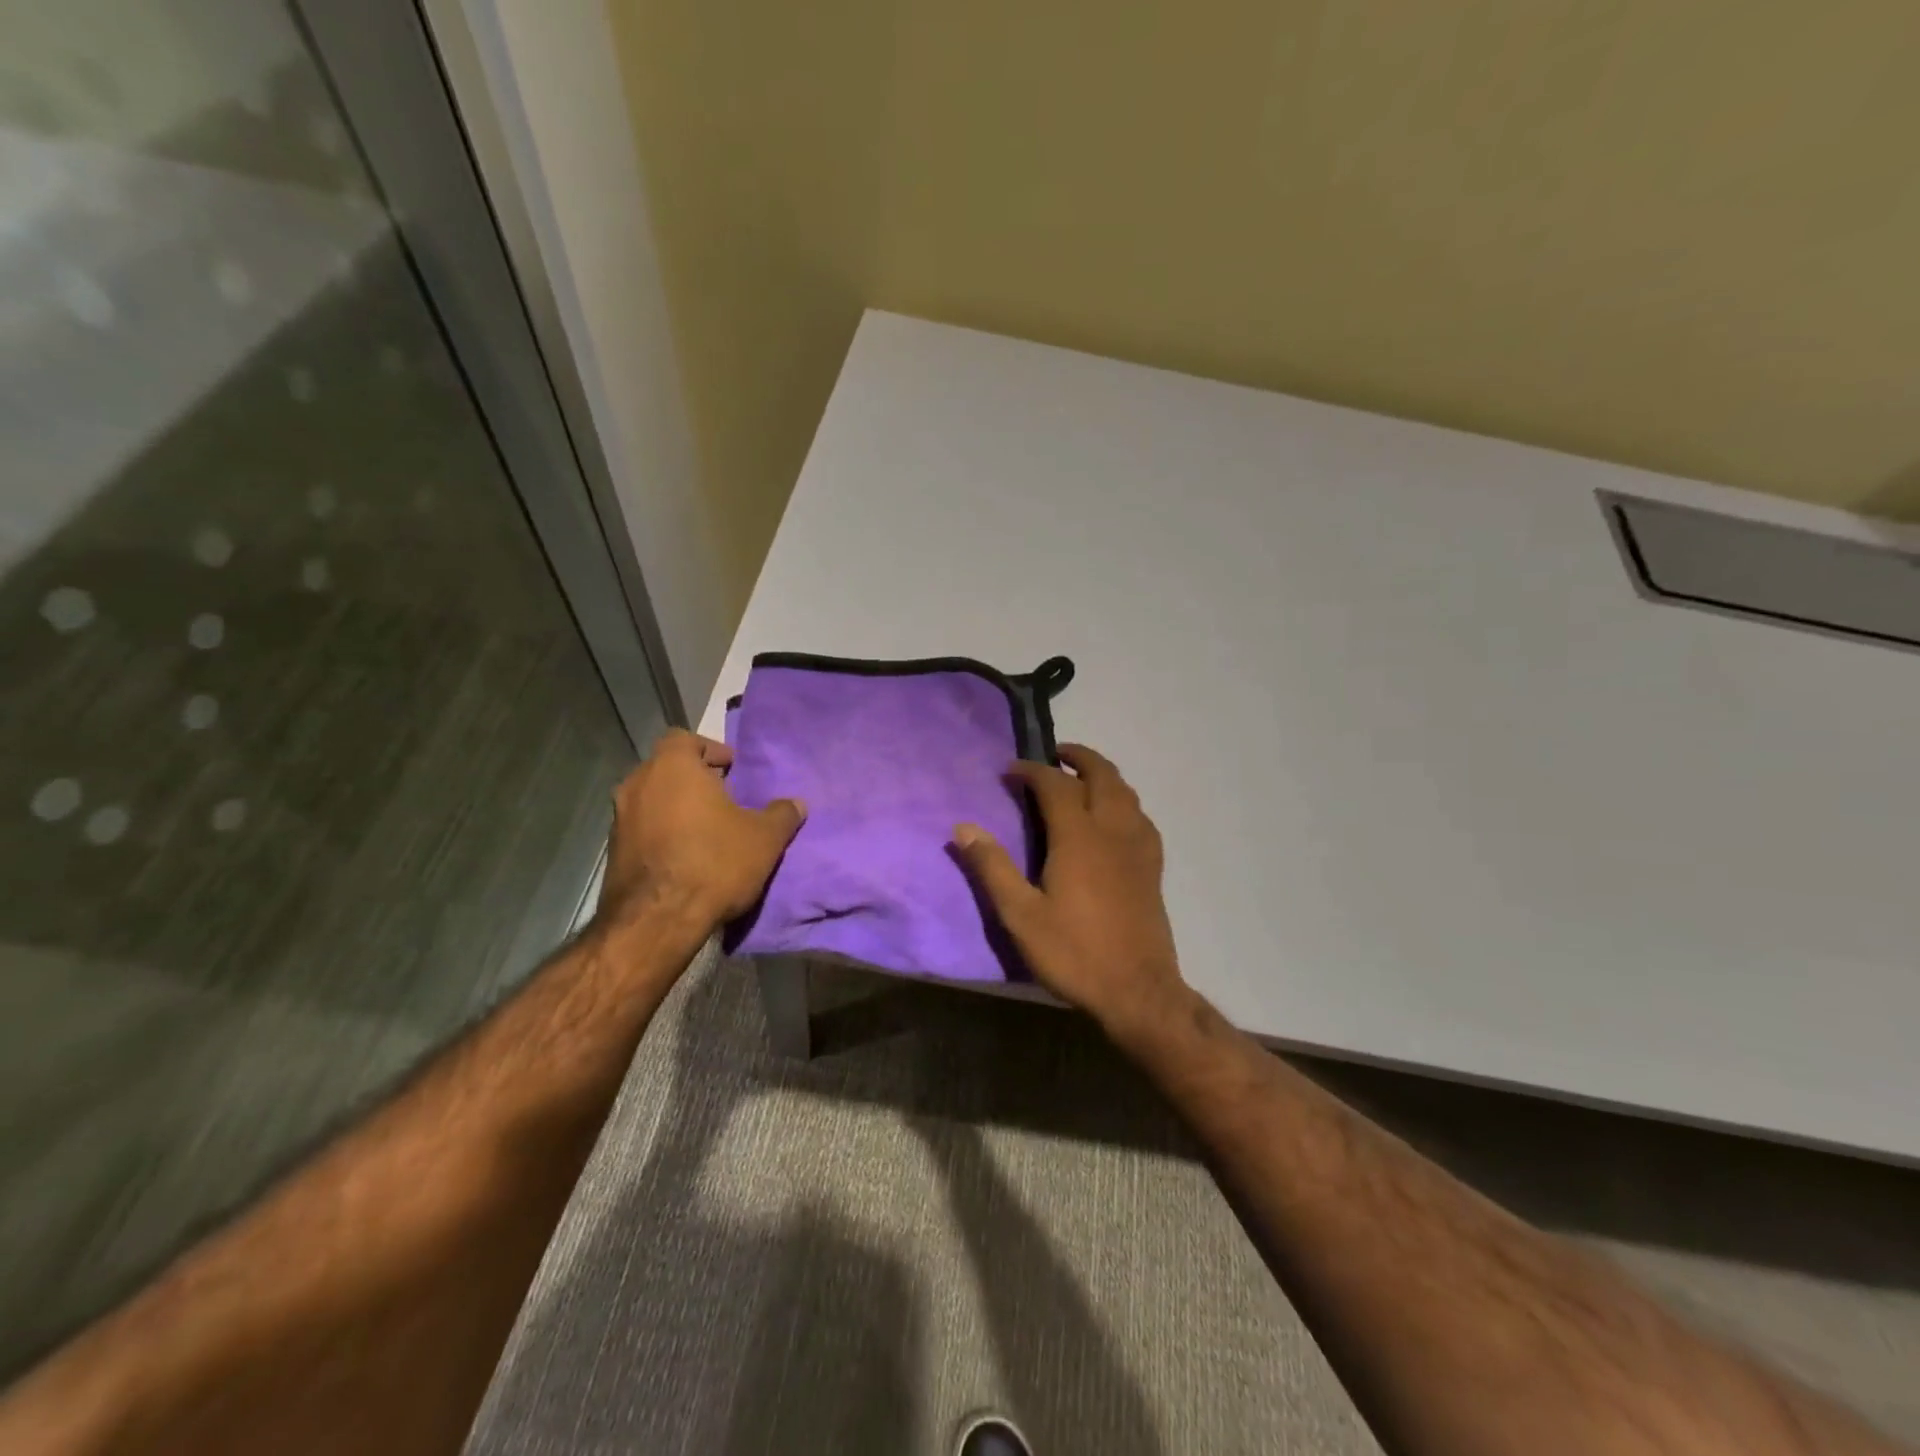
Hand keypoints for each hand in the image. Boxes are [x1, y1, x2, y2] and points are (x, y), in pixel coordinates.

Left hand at [597, 729, 804, 933]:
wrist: (656, 921)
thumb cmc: (714, 863)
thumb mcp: (764, 838)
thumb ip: (781, 815)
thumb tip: (796, 803)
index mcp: (673, 767)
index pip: (684, 739)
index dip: (710, 750)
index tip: (731, 768)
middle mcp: (638, 784)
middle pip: (667, 768)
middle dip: (694, 779)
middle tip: (724, 797)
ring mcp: (619, 818)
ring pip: (652, 799)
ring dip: (676, 807)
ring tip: (707, 829)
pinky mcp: (612, 851)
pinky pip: (642, 828)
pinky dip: (662, 832)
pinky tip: (685, 855)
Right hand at [953, 744, 1187, 1039]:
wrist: (1137, 990)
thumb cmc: (1074, 952)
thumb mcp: (1021, 915)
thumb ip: (992, 868)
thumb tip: (963, 828)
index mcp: (1079, 837)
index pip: (1055, 785)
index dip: (1031, 771)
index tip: (1010, 770)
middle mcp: (1113, 830)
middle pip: (1101, 775)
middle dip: (1077, 757)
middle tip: (1053, 755)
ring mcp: (1138, 847)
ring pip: (1126, 791)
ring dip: (1102, 774)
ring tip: (1080, 777)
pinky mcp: (1153, 866)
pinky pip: (1140, 816)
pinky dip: (1123, 800)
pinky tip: (1114, 816)